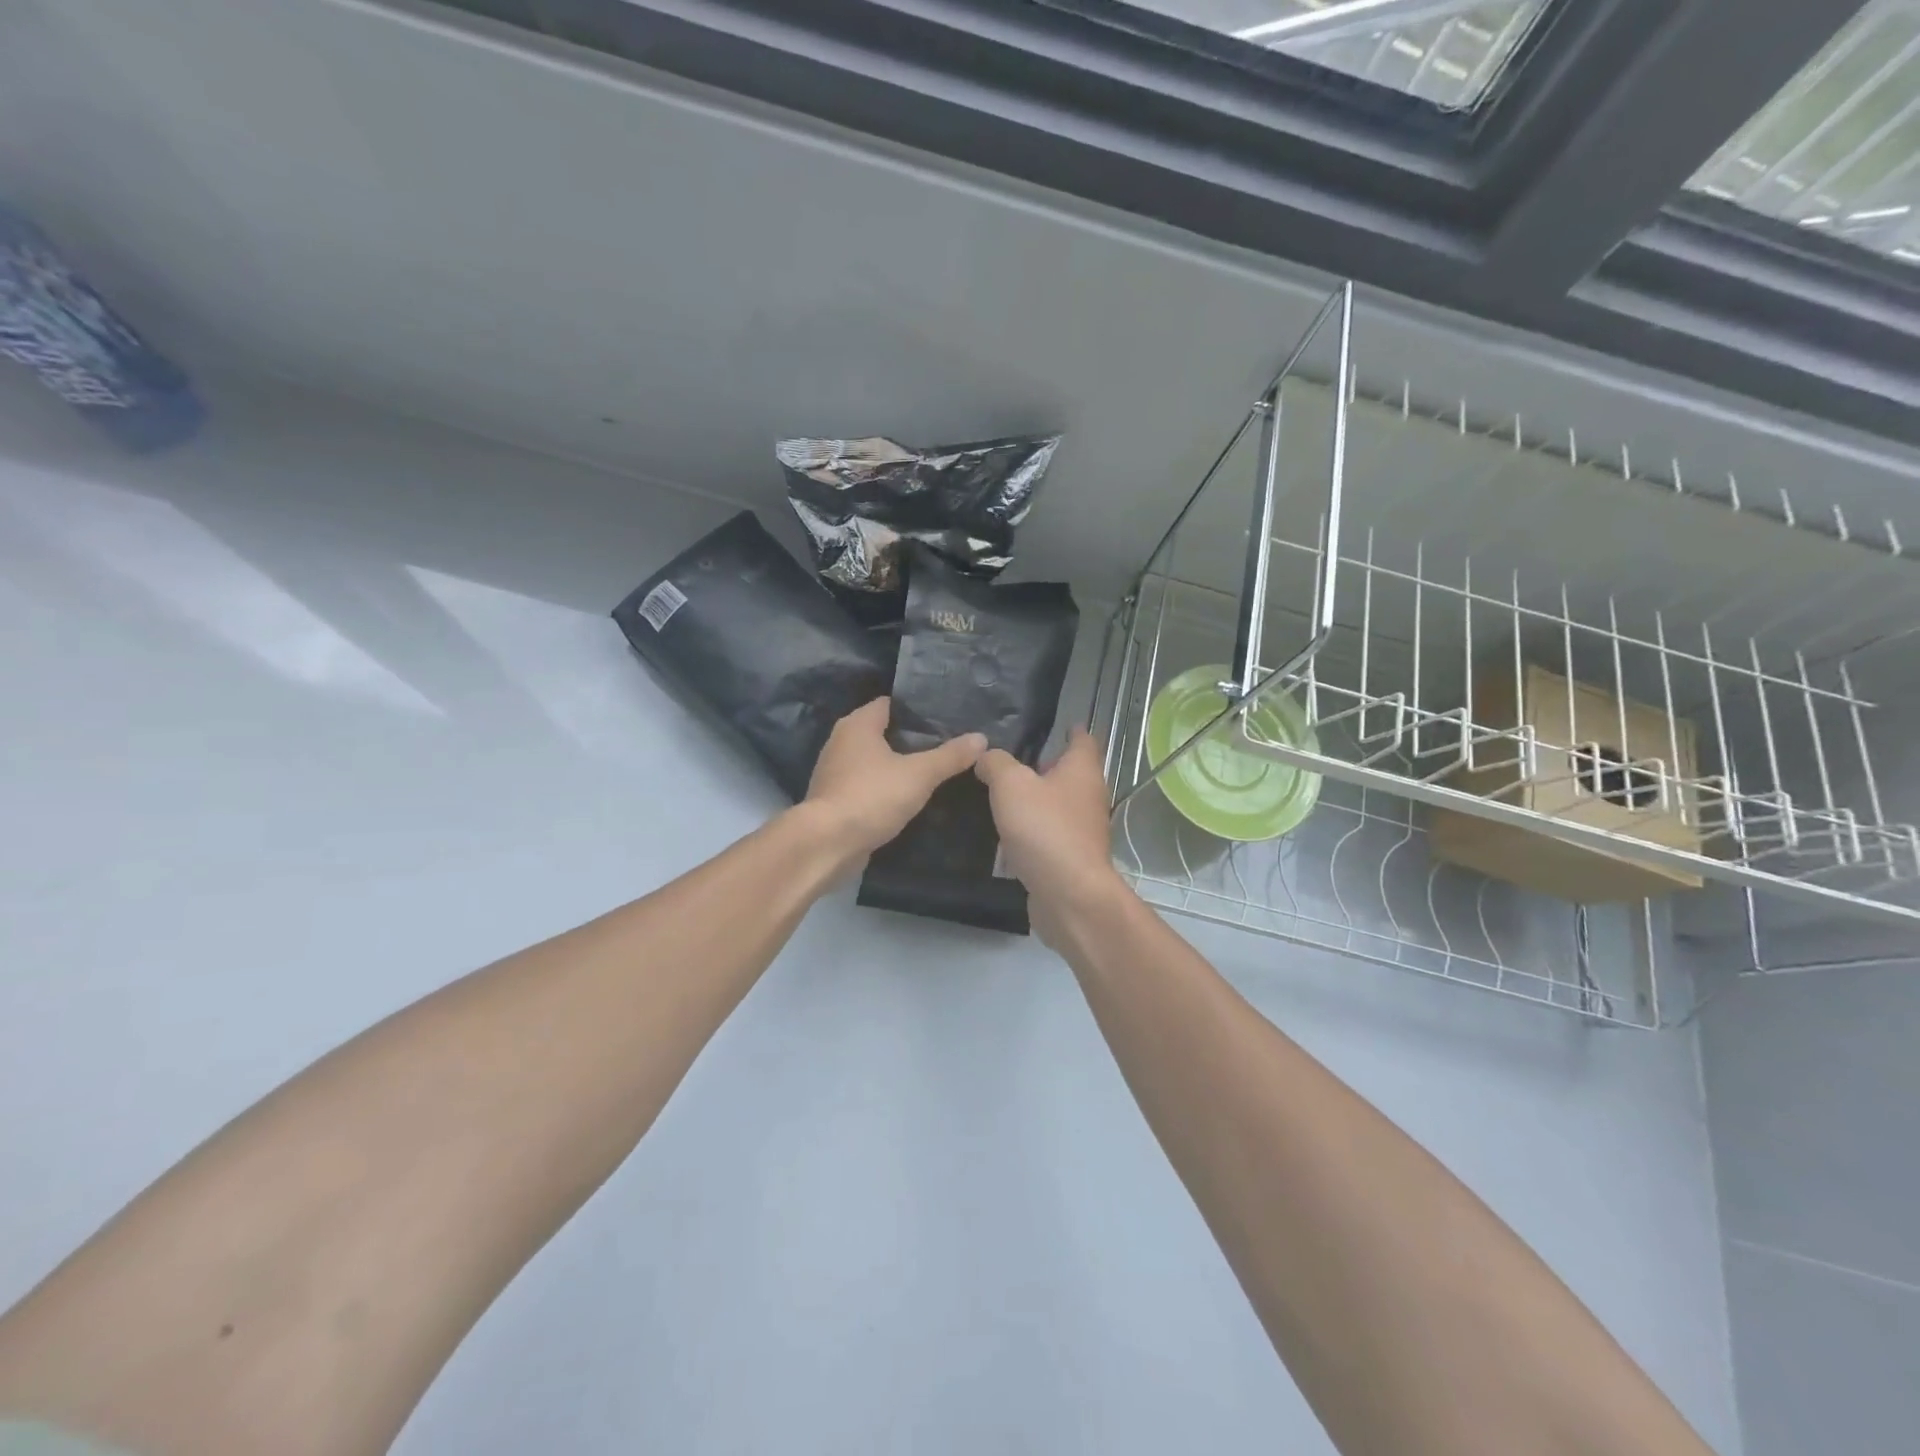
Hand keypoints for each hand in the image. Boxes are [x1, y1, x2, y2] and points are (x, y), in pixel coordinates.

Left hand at [800, 697, 986, 861]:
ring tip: (932, 769)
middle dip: (911, 738)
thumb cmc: (872, 797)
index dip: (917, 709)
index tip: (945, 717)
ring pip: (873, 759)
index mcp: (858, 724)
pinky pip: (866, 783)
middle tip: (946, 744)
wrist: (827, 843)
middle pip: (882, 731)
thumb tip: (981, 737)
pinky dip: (884, 786)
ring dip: (897, 764)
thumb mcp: (919, 775)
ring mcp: (834, 770)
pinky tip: (907, 796)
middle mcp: (841, 740)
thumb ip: (950, 756)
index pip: (891, 704)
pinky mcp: (834, 798)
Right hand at [974, 727, 1128, 936]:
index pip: (1083, 739)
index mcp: (1082, 770)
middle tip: (1014, 761)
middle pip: (1071, 773)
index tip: (1058, 724)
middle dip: (1047, 766)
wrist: (1068, 895)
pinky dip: (1035, 829)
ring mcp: (1084, 830)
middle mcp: (1089, 796)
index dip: (1071, 730)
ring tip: (1005, 795)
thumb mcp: (1010, 785)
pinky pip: (1052, 834)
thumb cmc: (1044, 828)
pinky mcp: (1073, 858)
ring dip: (1038, 800)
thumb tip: (986, 756)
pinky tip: (1010, 834)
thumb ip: (996, 764)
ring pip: (1060, 805)